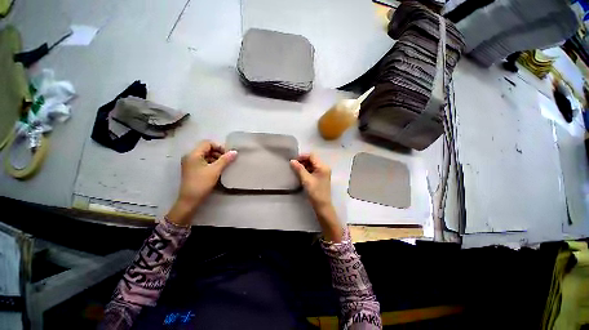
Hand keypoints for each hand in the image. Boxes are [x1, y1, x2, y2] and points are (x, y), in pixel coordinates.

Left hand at [166, 141, 236, 225]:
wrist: (189, 200)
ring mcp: (190, 163)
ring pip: (205, 155)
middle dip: (218, 152)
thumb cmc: (201, 183)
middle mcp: (190, 156)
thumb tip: (235, 152)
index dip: (219, 147)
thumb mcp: (215, 170)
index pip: (207, 143)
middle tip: (227, 160)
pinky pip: (203, 161)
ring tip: (223, 165)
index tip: (227, 155)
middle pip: (206, 148)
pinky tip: (218, 169)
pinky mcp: (192, 169)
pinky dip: (211, 163)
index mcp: (193, 154)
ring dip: (215, 158)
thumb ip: (225, 160)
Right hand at [290, 153, 342, 241]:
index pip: (312, 156)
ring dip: (304, 166)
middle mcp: (324, 167)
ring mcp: (323, 172)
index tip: (293, 161)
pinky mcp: (320, 177)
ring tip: (296, 170)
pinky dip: (306, 170)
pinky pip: (312, 170)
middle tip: (293, 166)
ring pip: (312, 164)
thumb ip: (299, 169)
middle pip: (312, 159)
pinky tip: (300, 174)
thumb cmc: (315, 192)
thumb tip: (292, 161)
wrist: (322, 206)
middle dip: (302, 161)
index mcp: (322, 166)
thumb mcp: (306, 180)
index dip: (302, 157)